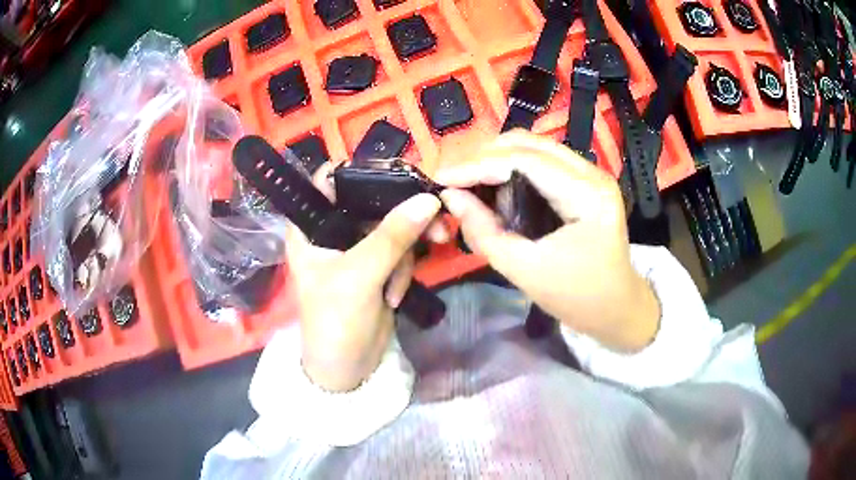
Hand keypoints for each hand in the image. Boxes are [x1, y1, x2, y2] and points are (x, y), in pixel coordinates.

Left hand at [286, 164, 443, 391]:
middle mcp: (331, 231)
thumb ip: (392, 237)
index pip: (329, 180)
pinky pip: (400, 250)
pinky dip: (405, 268)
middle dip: (402, 215)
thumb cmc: (335, 322)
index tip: (398, 174)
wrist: (347, 369)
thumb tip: (429, 199)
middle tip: (435, 223)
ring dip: (407, 249)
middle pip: (371, 202)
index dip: (359, 171)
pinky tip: (395, 296)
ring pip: (392, 226)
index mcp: (311, 226)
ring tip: (403, 281)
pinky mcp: (377, 267)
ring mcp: (356, 249)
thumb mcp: (359, 277)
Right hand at [436, 131, 659, 351]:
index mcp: (587, 196)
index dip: (478, 164)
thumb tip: (450, 197)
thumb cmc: (576, 298)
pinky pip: (542, 160)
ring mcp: (592, 174)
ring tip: (470, 182)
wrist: (617, 308)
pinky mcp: (585, 181)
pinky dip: (512, 167)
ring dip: (497, 158)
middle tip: (453, 179)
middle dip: (484, 156)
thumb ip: (484, 231)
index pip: (525, 161)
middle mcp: (593, 174)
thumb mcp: (524, 270)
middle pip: (529, 143)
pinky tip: (495, 185)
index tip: (442, 177)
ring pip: (534, 146)